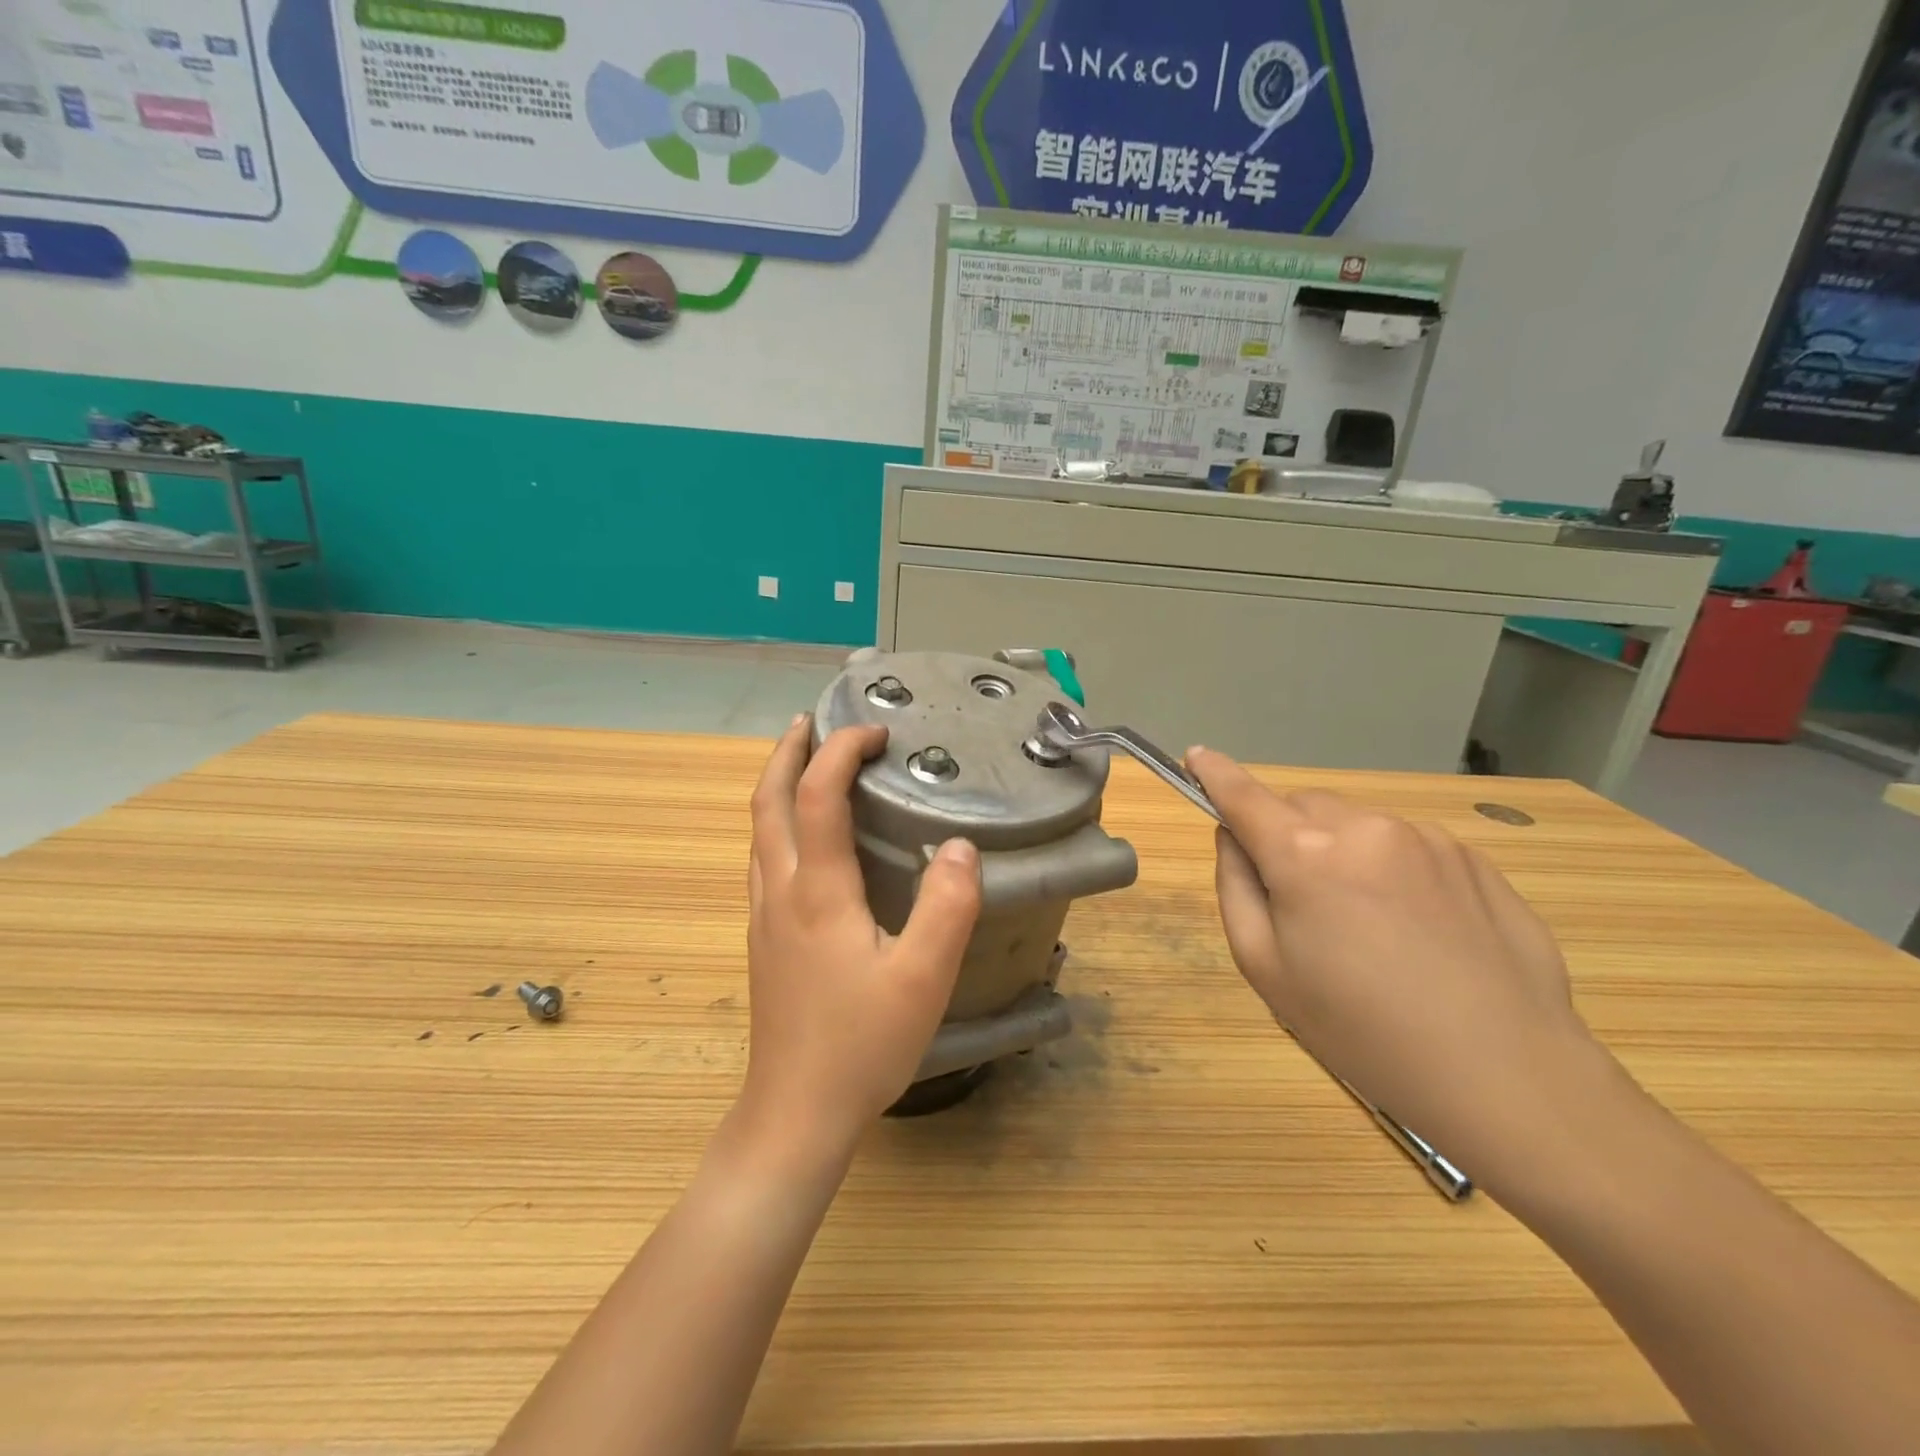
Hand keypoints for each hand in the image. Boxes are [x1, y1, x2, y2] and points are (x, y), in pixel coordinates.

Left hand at [739, 716, 981, 1159]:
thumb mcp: (923, 978)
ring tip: (805, 765)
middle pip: (767, 802)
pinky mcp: (764, 940)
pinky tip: (803, 840)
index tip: (877, 733)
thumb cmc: (861, 1044)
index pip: (818, 795)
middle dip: (788, 753)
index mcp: (817, 890)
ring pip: (758, 831)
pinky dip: (778, 823)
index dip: (842, 752)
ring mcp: (764, 917)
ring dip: (776, 785)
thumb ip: (947, 907)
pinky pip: (764, 859)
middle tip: (813, 723)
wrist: (795, 1112)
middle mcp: (780, 891)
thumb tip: (958, 845)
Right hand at [1186, 746, 1607, 1187]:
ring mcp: (1427, 838)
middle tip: (1300, 901)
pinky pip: (1408, 846)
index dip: (1214, 773)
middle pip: (1303, 807)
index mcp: (1305, 853)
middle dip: (1288, 835)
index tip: (1196, 756)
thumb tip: (1235, 837)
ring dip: (1343, 852)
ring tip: (1369, 927)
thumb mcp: (1265, 968)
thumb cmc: (1360, 1029)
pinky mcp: (1475, 859)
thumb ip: (1236, 887)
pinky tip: (1418, 932)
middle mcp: (1365, 827)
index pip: (1243, 795)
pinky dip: (1391, 869)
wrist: (1505, 1074)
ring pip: (1358, 825)